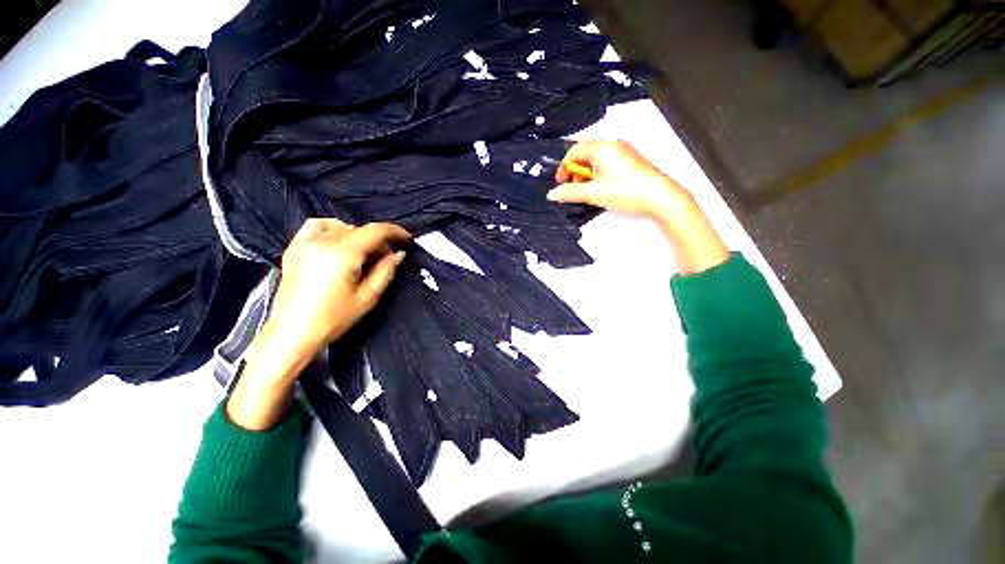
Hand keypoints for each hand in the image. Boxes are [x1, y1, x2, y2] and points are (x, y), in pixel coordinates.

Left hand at [266, 218, 410, 357]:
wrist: (292, 334)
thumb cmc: (332, 320)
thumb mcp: (367, 298)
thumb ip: (385, 271)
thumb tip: (398, 254)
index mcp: (342, 254)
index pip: (374, 231)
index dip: (394, 231)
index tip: (406, 238)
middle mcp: (323, 243)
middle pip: (360, 229)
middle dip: (379, 240)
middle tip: (387, 257)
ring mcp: (306, 243)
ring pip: (343, 227)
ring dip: (360, 236)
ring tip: (364, 254)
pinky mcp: (295, 249)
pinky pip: (318, 226)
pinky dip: (333, 228)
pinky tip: (340, 241)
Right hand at [548, 140, 728, 274]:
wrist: (660, 197)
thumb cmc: (626, 192)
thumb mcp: (593, 194)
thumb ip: (570, 193)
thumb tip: (552, 195)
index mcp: (602, 148)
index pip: (574, 151)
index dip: (564, 168)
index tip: (562, 184)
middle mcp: (612, 145)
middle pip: (584, 153)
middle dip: (575, 171)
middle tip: (574, 188)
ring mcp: (623, 151)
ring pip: (596, 159)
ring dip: (586, 174)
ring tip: (588, 191)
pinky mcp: (631, 160)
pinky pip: (607, 162)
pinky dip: (598, 173)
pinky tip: (602, 188)